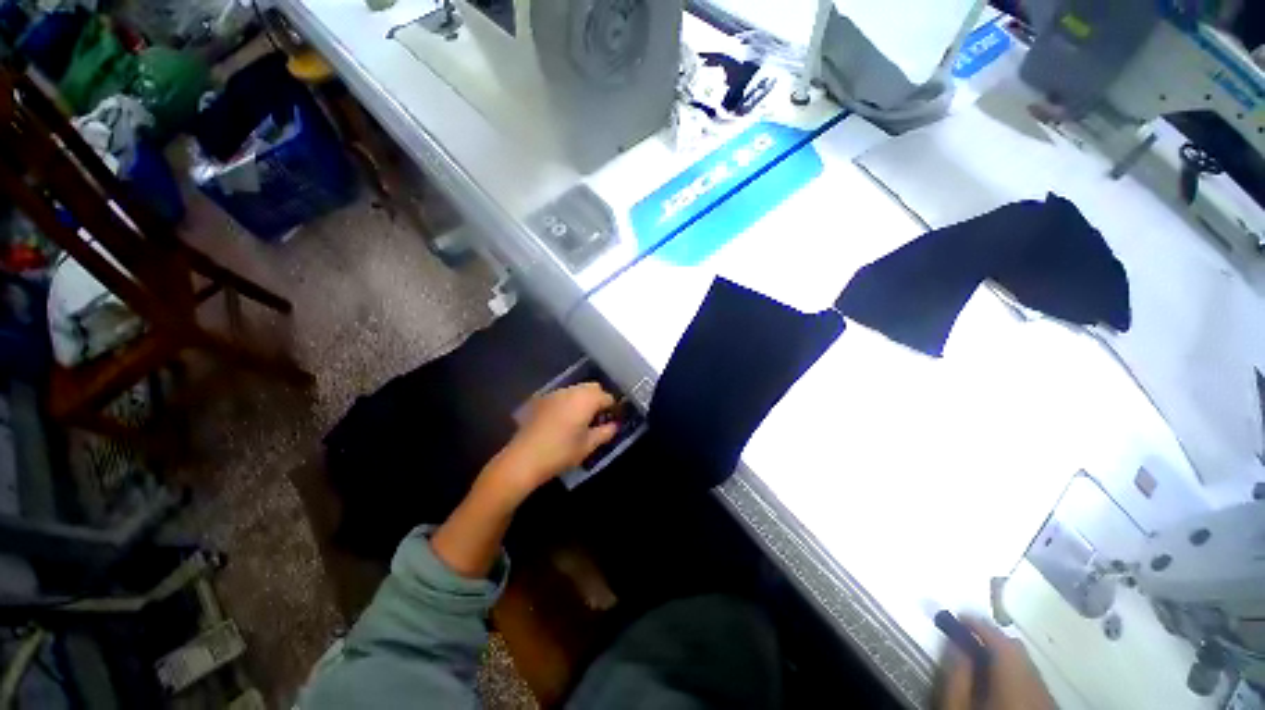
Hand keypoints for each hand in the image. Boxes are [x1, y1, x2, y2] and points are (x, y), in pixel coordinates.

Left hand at [490, 382, 618, 499]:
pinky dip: (569, 403)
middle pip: (592, 388)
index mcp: (586, 399)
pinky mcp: (541, 400)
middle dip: (598, 400)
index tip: (613, 421)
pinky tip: (564, 421)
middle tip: (598, 419)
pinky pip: (562, 396)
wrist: (523, 458)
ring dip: (583, 400)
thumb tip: (614, 425)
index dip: (613, 409)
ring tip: (581, 420)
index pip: (607, 397)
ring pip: (576, 390)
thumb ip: (605, 432)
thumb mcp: (588, 445)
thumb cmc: (561, 452)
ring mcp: (555, 394)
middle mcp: (571, 391)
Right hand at [939, 618, 1054, 709]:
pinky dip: (1017, 673)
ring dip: (1005, 656)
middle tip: (968, 636)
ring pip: (1029, 666)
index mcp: (1013, 683)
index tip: (959, 615)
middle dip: (993, 639)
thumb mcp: (956, 707)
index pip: (999, 641)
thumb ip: (956, 674)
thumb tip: (956, 642)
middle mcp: (1037, 687)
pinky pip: (1034, 681)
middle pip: (1018, 652)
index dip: (978, 624)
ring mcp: (1047, 700)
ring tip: (981, 658)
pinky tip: (1000, 682)